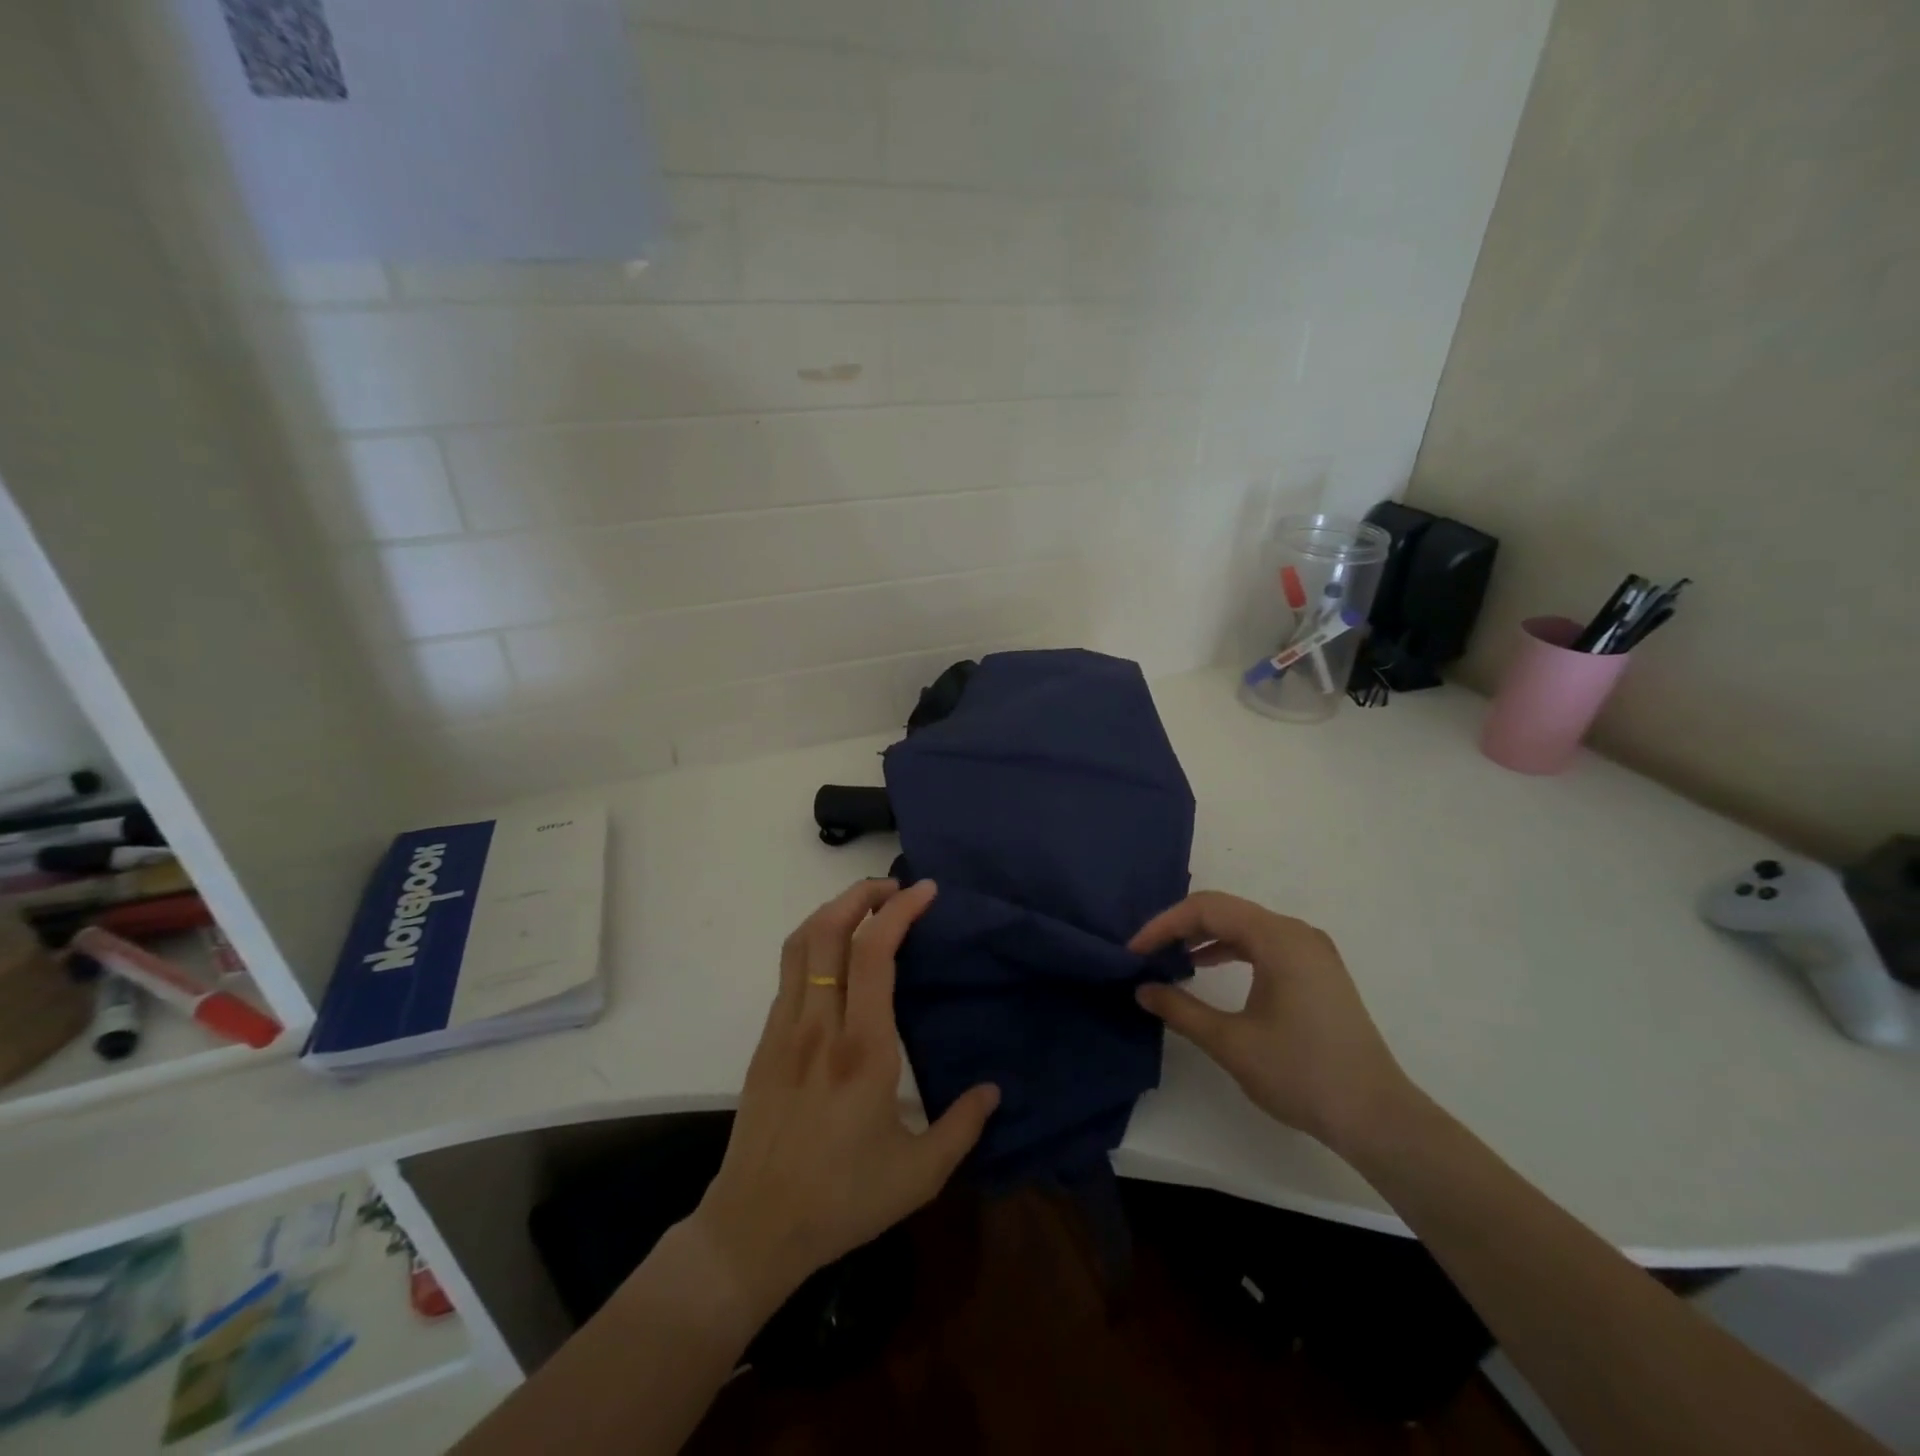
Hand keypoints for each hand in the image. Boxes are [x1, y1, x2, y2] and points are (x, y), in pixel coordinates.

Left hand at [691, 879, 1000, 1315]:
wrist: (753, 1229)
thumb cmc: (841, 1200)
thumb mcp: (918, 1175)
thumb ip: (962, 1126)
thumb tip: (993, 1089)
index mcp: (862, 1050)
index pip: (874, 954)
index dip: (899, 910)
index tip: (925, 890)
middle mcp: (819, 1026)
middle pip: (829, 930)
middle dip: (861, 893)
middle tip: (895, 887)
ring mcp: (785, 1029)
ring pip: (801, 943)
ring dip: (833, 910)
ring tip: (866, 907)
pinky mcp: (765, 1041)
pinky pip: (789, 971)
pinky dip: (815, 941)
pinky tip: (838, 957)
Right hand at [1130, 891, 1412, 1155]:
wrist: (1377, 1116)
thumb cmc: (1302, 1074)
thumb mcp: (1231, 1042)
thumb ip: (1181, 1009)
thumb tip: (1142, 989)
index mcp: (1279, 939)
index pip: (1207, 909)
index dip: (1164, 924)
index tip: (1135, 950)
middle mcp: (1296, 933)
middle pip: (1226, 910)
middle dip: (1181, 927)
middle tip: (1146, 952)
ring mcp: (1311, 951)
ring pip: (1244, 926)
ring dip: (1204, 937)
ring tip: (1169, 959)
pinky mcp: (1317, 971)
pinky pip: (1263, 943)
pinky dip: (1230, 949)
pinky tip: (1206, 968)